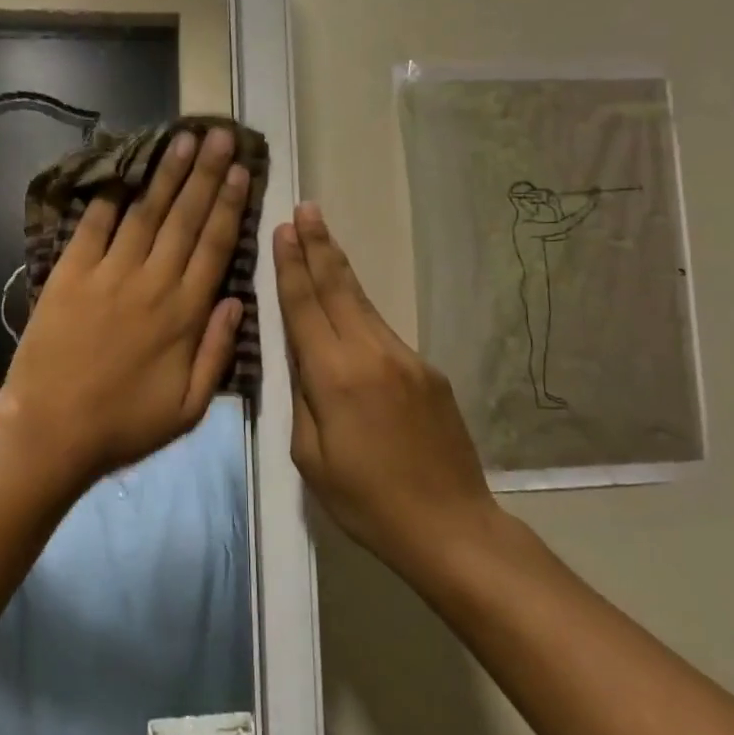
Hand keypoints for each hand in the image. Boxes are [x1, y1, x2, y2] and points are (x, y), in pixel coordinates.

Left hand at [0, 125, 248, 491]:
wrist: (50, 431)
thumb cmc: (124, 425)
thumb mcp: (189, 408)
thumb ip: (216, 352)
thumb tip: (238, 301)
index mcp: (184, 314)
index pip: (214, 246)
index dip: (229, 205)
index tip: (240, 171)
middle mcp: (152, 282)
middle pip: (185, 218)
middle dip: (205, 174)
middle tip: (219, 135)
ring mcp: (109, 273)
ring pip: (145, 213)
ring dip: (166, 173)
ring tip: (182, 139)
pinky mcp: (71, 273)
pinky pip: (93, 225)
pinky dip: (108, 195)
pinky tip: (122, 169)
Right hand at [275, 203, 498, 579]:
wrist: (450, 526)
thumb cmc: (366, 500)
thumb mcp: (310, 456)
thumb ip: (301, 397)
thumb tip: (300, 357)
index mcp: (334, 376)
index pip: (306, 306)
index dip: (292, 265)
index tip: (284, 228)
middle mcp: (370, 353)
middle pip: (338, 288)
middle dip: (318, 246)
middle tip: (306, 208)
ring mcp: (404, 358)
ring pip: (363, 303)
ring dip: (338, 268)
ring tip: (322, 235)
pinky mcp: (427, 371)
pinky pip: (383, 332)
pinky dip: (360, 310)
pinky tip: (349, 305)